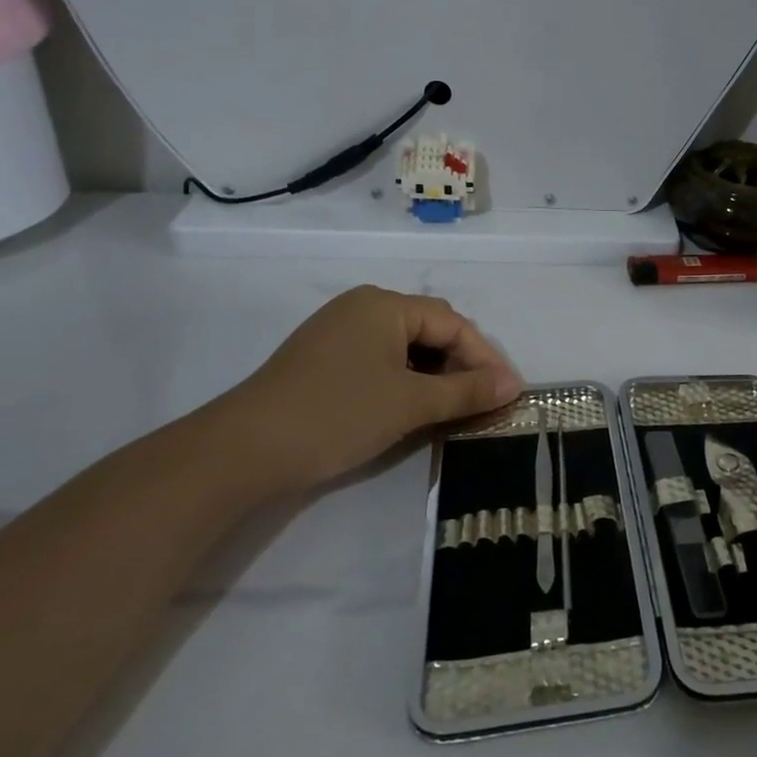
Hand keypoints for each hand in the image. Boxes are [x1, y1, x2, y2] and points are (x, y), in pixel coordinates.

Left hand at [216, 287, 521, 491]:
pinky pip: (380, 361)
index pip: (452, 323)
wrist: (241, 451)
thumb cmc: (336, 414)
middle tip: (483, 402)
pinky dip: (404, 382)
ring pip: (405, 348)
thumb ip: (467, 391)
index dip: (484, 357)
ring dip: (434, 376)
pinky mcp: (322, 360)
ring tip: (453, 408)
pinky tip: (412, 408)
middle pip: (429, 331)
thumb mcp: (410, 404)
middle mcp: (362, 308)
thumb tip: (514, 385)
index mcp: (384, 305)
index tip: (507, 392)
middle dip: (460, 365)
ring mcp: (338, 333)